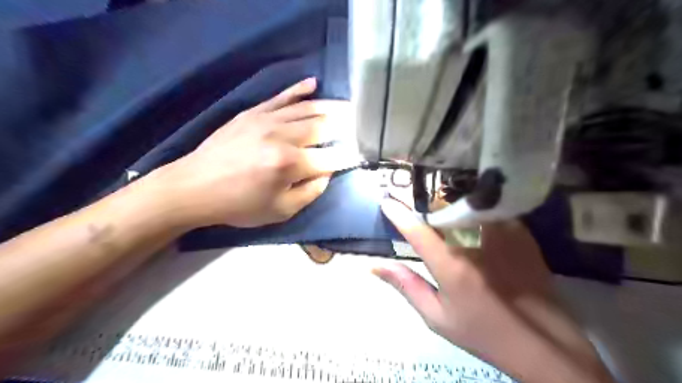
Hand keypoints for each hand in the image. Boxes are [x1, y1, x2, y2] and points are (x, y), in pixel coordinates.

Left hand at [151, 77, 347, 226]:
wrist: (194, 187)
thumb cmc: (239, 205)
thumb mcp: (280, 211)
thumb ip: (310, 192)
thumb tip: (327, 173)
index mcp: (290, 164)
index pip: (331, 157)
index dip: (349, 156)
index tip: (360, 155)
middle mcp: (282, 136)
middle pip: (323, 126)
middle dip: (346, 126)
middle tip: (360, 124)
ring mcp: (266, 119)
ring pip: (307, 108)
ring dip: (331, 107)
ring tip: (348, 107)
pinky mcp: (252, 112)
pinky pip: (281, 97)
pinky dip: (299, 89)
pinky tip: (314, 83)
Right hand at [376, 198, 616, 381]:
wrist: (543, 344)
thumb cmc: (483, 333)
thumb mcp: (437, 317)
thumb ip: (406, 286)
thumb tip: (375, 265)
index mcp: (451, 265)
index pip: (417, 231)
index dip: (399, 214)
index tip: (386, 201)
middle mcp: (475, 243)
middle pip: (442, 212)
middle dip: (427, 210)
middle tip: (423, 218)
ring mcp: (501, 235)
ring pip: (466, 208)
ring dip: (451, 210)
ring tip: (448, 218)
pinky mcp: (521, 234)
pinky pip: (490, 212)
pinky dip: (477, 214)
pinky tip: (476, 226)